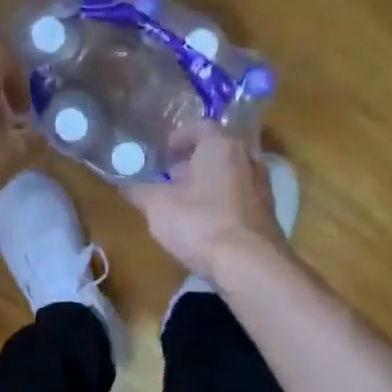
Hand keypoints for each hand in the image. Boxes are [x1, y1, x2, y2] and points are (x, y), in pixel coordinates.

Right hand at [126, 123, 290, 281]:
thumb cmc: (200, 223)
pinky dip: (221, 202)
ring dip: (208, 183)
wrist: (249, 264)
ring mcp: (261, 186)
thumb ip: (139, 191)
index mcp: (221, 145)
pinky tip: (205, 222)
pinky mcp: (267, 213)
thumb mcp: (158, 207)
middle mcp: (247, 158)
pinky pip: (239, 197)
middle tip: (170, 177)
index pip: (200, 127)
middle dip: (193, 162)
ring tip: (185, 201)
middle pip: (217, 151)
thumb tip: (124, 184)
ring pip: (230, 174)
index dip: (178, 138)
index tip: (162, 153)